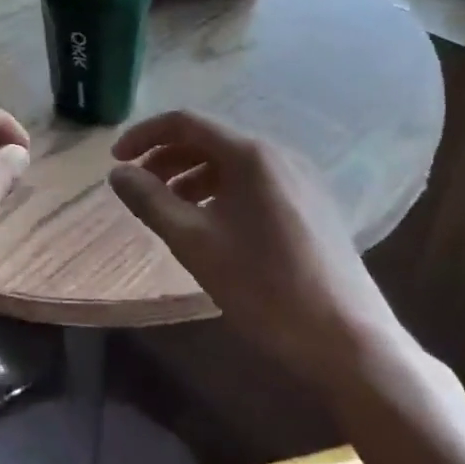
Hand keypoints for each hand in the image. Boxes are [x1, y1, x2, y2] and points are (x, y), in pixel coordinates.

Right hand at [109, 111, 405, 384]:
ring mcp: (301, 179)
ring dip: (193, 176)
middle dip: (166, 158)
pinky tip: (212, 224)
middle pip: (210, 139)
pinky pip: (256, 182)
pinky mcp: (313, 204)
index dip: (144, 135)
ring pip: (233, 162)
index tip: (115, 160)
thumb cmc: (264, 287)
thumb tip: (117, 173)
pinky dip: (222, 191)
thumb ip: (150, 201)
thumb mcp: (195, 243)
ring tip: (170, 209)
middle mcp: (279, 154)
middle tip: (138, 188)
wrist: (348, 341)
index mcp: (251, 154)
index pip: (185, 122)